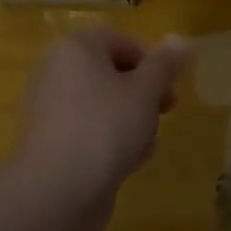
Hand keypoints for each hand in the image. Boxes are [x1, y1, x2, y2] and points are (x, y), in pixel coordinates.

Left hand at [11, 27, 188, 215]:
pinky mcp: (50, 142)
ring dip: (131, 120)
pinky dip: (110, 141)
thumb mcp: (146, 91)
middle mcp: (56, 72)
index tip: (169, 85)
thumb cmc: (105, 126)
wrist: (56, 190)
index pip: (120, 40)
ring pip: (104, 104)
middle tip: (166, 110)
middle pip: (112, 73)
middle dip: (144, 93)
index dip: (151, 61)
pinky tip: (126, 163)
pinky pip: (89, 130)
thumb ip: (165, 64)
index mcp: (75, 49)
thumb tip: (180, 39)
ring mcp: (50, 109)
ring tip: (145, 144)